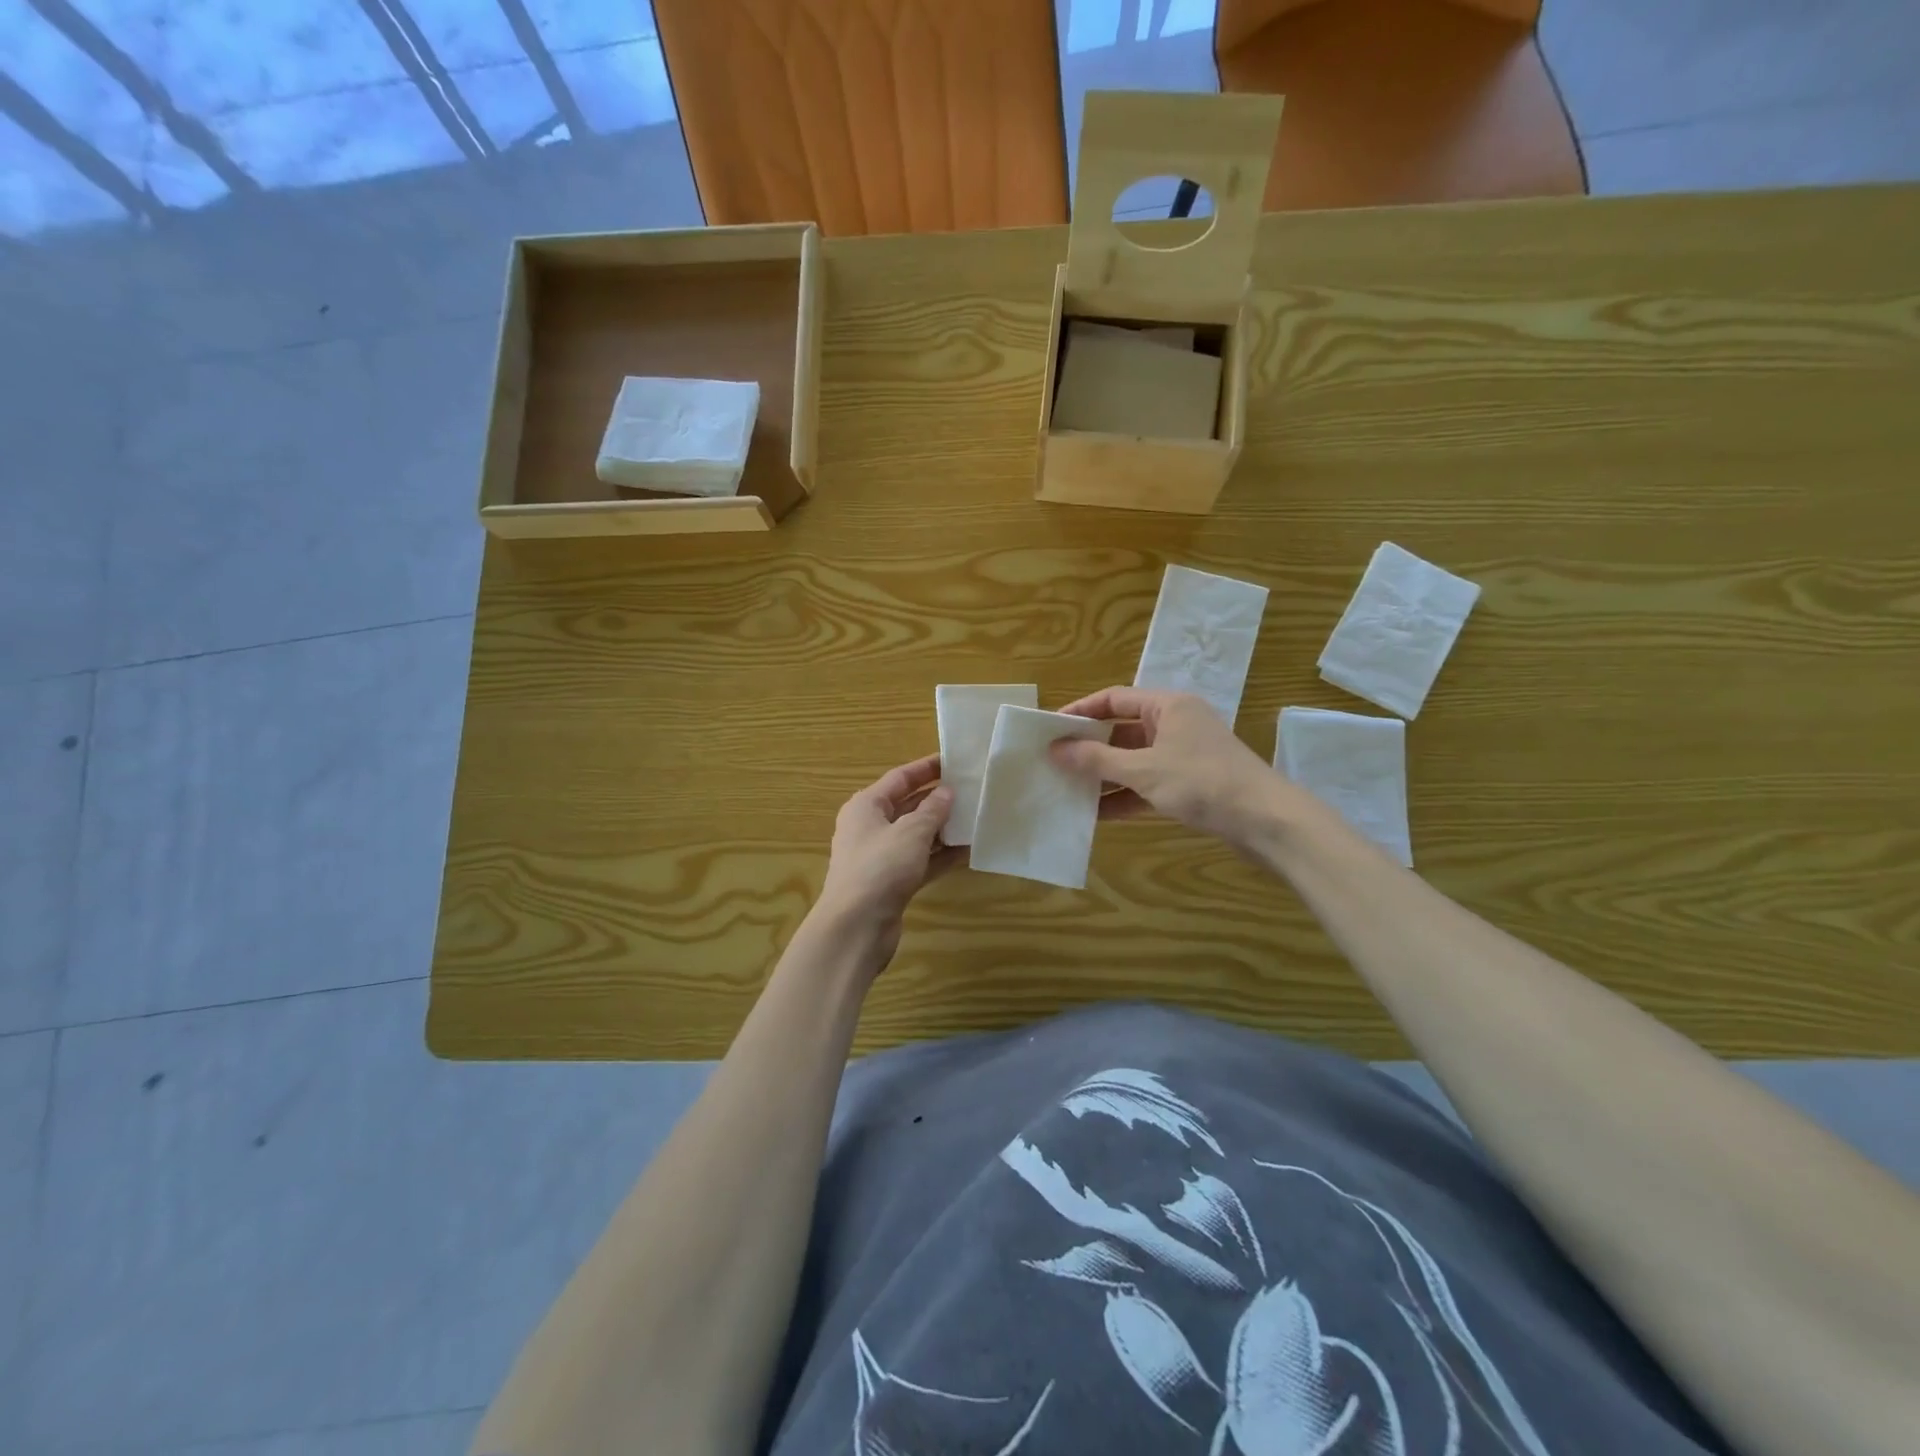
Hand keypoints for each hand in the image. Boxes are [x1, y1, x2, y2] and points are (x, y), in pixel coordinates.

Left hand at [814, 753, 962, 963]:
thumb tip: (947, 793)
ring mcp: (880, 857)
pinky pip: (920, 860)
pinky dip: (940, 855)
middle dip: (937, 799)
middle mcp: (870, 827)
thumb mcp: (911, 832)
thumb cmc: (880, 868)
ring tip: (975, 817)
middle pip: (907, 805)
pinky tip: (967, 850)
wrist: (856, 927)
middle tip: (971, 790)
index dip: (926, 768)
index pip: (899, 778)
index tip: (954, 760)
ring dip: (942, 828)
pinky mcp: (892, 882)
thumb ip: (932, 810)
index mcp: (866, 806)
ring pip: (916, 835)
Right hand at [1049, 687, 1293, 850]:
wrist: (1265, 821)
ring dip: (1104, 775)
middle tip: (1054, 761)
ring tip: (1068, 789)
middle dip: (1089, 747)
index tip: (1050, 728)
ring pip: (1133, 759)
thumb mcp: (1143, 770)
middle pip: (1122, 729)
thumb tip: (1055, 749)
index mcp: (1167, 706)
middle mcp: (1175, 723)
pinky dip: (1124, 795)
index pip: (1114, 699)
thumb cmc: (1202, 781)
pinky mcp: (1189, 783)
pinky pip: (1147, 783)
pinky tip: (1096, 814)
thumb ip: (1097, 759)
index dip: (1080, 711)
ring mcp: (1183, 754)